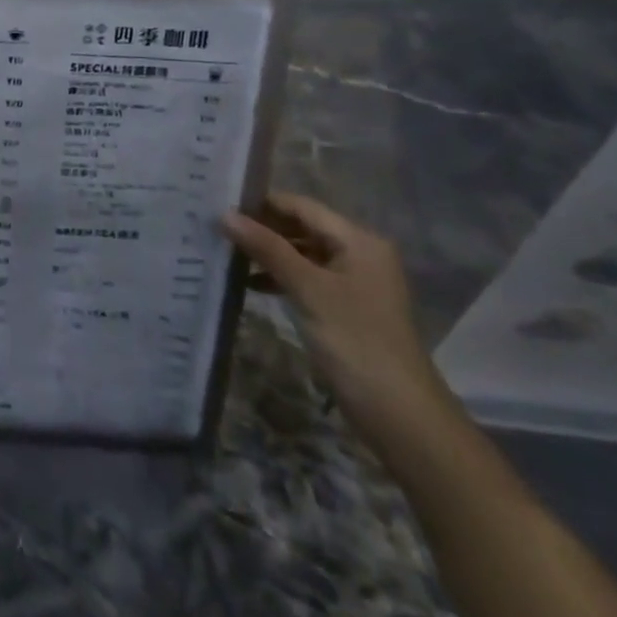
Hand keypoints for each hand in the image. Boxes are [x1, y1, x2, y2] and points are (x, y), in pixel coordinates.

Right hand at [222, 193, 455, 457]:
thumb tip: (224, 214)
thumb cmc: (354, 340)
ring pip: (302, 253)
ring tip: (225, 252)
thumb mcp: (307, 289)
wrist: (399, 413)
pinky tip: (248, 283)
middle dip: (262, 228)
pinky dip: (280, 277)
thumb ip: (266, 248)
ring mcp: (353, 282)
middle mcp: (359, 253)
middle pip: (302, 227)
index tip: (220, 203)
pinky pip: (306, 278)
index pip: (301, 206)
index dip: (262, 203)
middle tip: (216, 227)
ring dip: (267, 253)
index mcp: (358, 240)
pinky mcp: (345, 307)